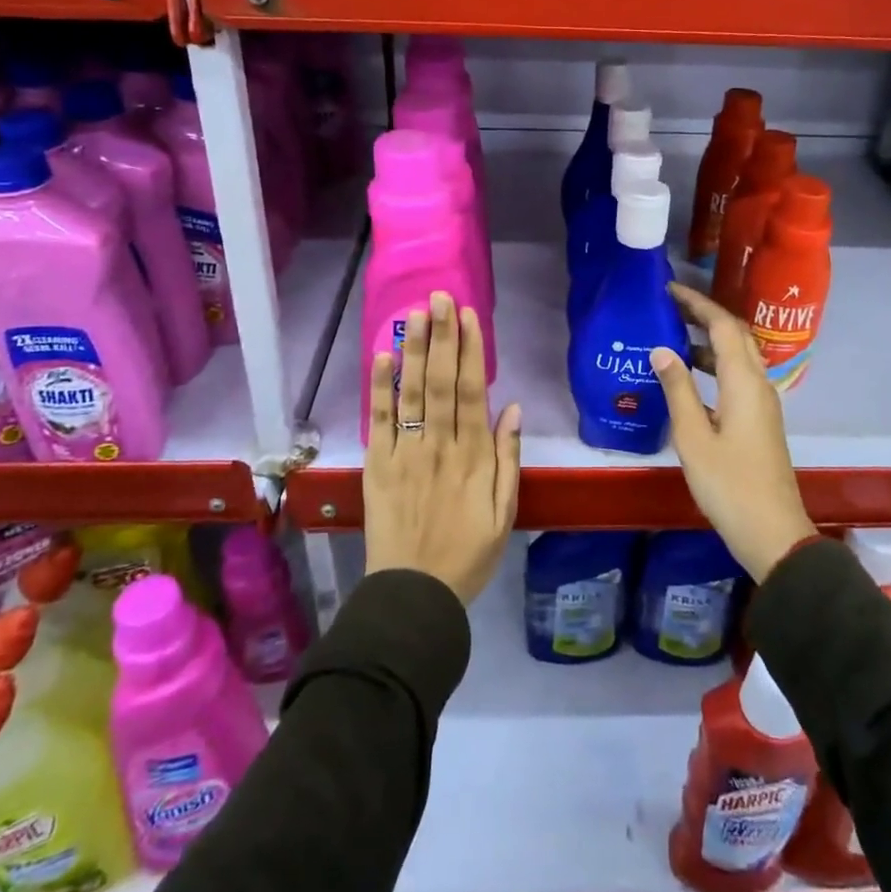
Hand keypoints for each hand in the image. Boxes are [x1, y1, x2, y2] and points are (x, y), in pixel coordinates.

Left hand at [364, 292, 520, 605]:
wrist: (414, 594)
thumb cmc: (468, 554)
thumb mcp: (504, 512)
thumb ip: (508, 459)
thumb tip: (512, 409)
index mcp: (473, 456)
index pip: (471, 391)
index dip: (470, 350)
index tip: (468, 316)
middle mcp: (439, 445)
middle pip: (440, 381)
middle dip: (442, 336)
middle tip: (440, 297)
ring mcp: (406, 453)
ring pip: (412, 392)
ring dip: (414, 350)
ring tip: (416, 313)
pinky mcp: (378, 465)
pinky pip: (380, 421)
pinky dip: (381, 387)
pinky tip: (383, 355)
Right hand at [650, 282, 815, 582]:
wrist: (773, 533)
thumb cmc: (730, 485)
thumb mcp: (693, 438)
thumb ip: (678, 390)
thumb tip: (661, 349)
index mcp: (744, 383)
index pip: (723, 325)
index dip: (697, 303)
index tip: (669, 290)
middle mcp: (759, 384)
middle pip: (735, 335)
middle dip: (704, 316)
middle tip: (669, 307)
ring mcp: (763, 404)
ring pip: (738, 357)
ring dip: (709, 341)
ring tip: (673, 337)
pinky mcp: (760, 421)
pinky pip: (737, 377)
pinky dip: (715, 366)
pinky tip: (689, 379)